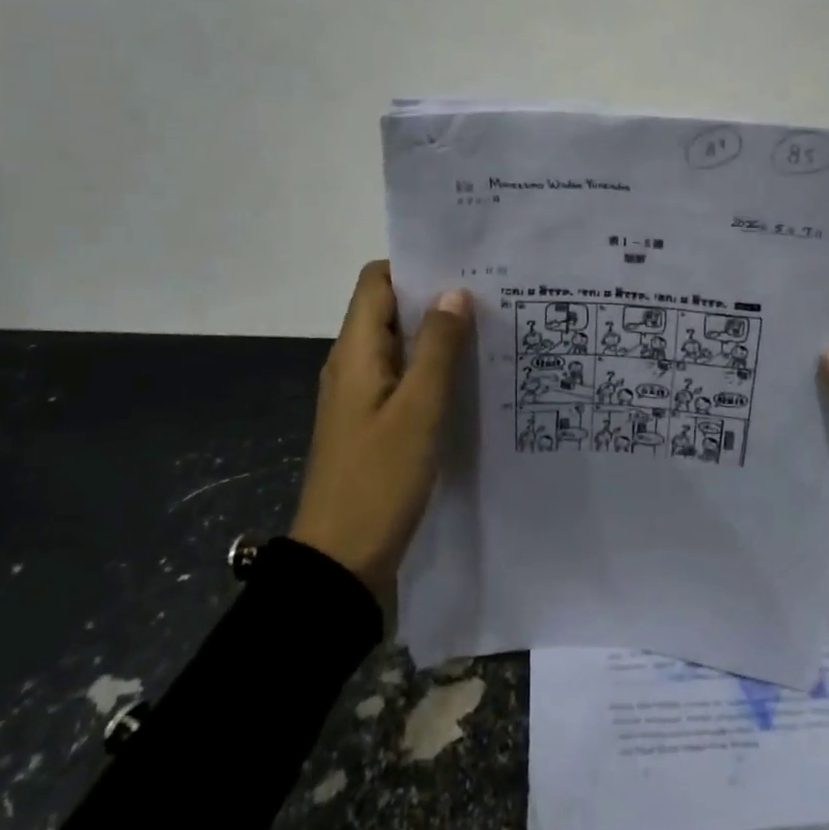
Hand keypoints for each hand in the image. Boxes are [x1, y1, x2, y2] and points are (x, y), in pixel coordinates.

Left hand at [289, 262, 472, 605]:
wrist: (339, 564)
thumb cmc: (379, 479)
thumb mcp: (419, 410)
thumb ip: (438, 348)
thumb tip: (455, 292)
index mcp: (355, 351)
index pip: (376, 280)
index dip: (414, 265)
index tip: (461, 266)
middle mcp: (352, 364)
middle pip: (390, 309)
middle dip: (435, 298)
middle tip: (489, 296)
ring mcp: (360, 395)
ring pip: (400, 344)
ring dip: (437, 335)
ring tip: (488, 331)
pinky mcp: (371, 422)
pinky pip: (402, 377)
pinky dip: (431, 369)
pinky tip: (468, 378)